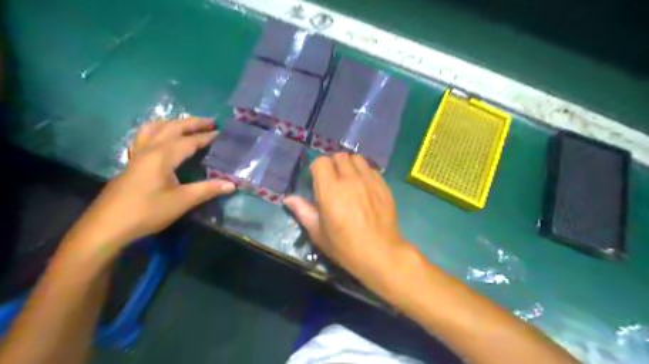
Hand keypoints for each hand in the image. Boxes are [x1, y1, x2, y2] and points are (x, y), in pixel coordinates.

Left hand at [67, 117, 235, 253]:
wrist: (107, 227)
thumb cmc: (147, 212)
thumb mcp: (182, 201)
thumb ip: (208, 190)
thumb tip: (232, 184)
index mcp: (162, 156)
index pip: (189, 141)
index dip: (206, 137)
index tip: (221, 134)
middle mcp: (149, 150)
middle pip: (171, 128)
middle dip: (192, 123)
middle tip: (210, 122)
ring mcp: (137, 155)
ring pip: (153, 129)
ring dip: (172, 123)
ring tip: (185, 125)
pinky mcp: (131, 163)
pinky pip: (143, 137)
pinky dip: (156, 131)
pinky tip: (160, 140)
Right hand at [285, 152, 414, 285]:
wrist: (379, 252)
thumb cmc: (344, 246)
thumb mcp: (318, 232)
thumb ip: (303, 211)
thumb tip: (288, 199)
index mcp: (330, 190)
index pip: (321, 161)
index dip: (316, 168)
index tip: (316, 180)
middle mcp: (350, 179)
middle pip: (339, 156)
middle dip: (332, 164)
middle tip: (332, 180)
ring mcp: (368, 180)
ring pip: (356, 158)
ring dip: (349, 165)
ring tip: (349, 179)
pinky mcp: (383, 185)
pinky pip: (371, 168)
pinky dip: (364, 172)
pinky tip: (364, 186)